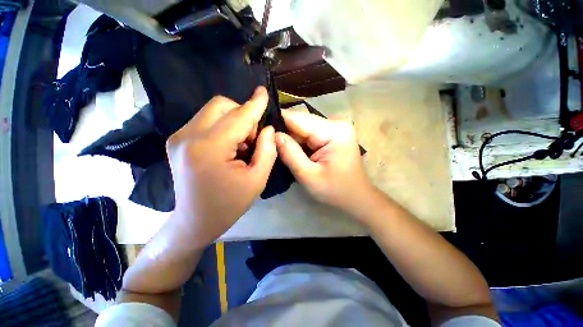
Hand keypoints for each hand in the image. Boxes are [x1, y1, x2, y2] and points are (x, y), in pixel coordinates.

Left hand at [166, 87, 276, 245]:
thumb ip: (267, 150)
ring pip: (214, 111)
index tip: (264, 92)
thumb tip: (267, 128)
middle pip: (222, 105)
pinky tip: (228, 146)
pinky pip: (206, 120)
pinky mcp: (177, 140)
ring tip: (241, 146)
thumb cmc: (229, 204)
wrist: (195, 221)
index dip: (255, 104)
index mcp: (209, 148)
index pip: (238, 116)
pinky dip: (223, 127)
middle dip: (243, 115)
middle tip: (252, 139)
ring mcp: (179, 136)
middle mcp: (188, 136)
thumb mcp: (257, 180)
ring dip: (234, 122)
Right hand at [275, 110, 373, 214]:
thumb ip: (290, 154)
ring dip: (290, 137)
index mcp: (333, 131)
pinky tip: (290, 149)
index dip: (278, 122)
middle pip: (301, 121)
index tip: (260, 129)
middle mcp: (335, 123)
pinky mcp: (331, 135)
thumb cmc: (335, 190)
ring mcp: (334, 128)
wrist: (356, 197)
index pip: (298, 118)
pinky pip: (309, 134)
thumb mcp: (309, 176)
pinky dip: (298, 142)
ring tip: (275, 146)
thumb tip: (272, 134)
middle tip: (265, 141)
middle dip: (283, 131)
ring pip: (303, 128)